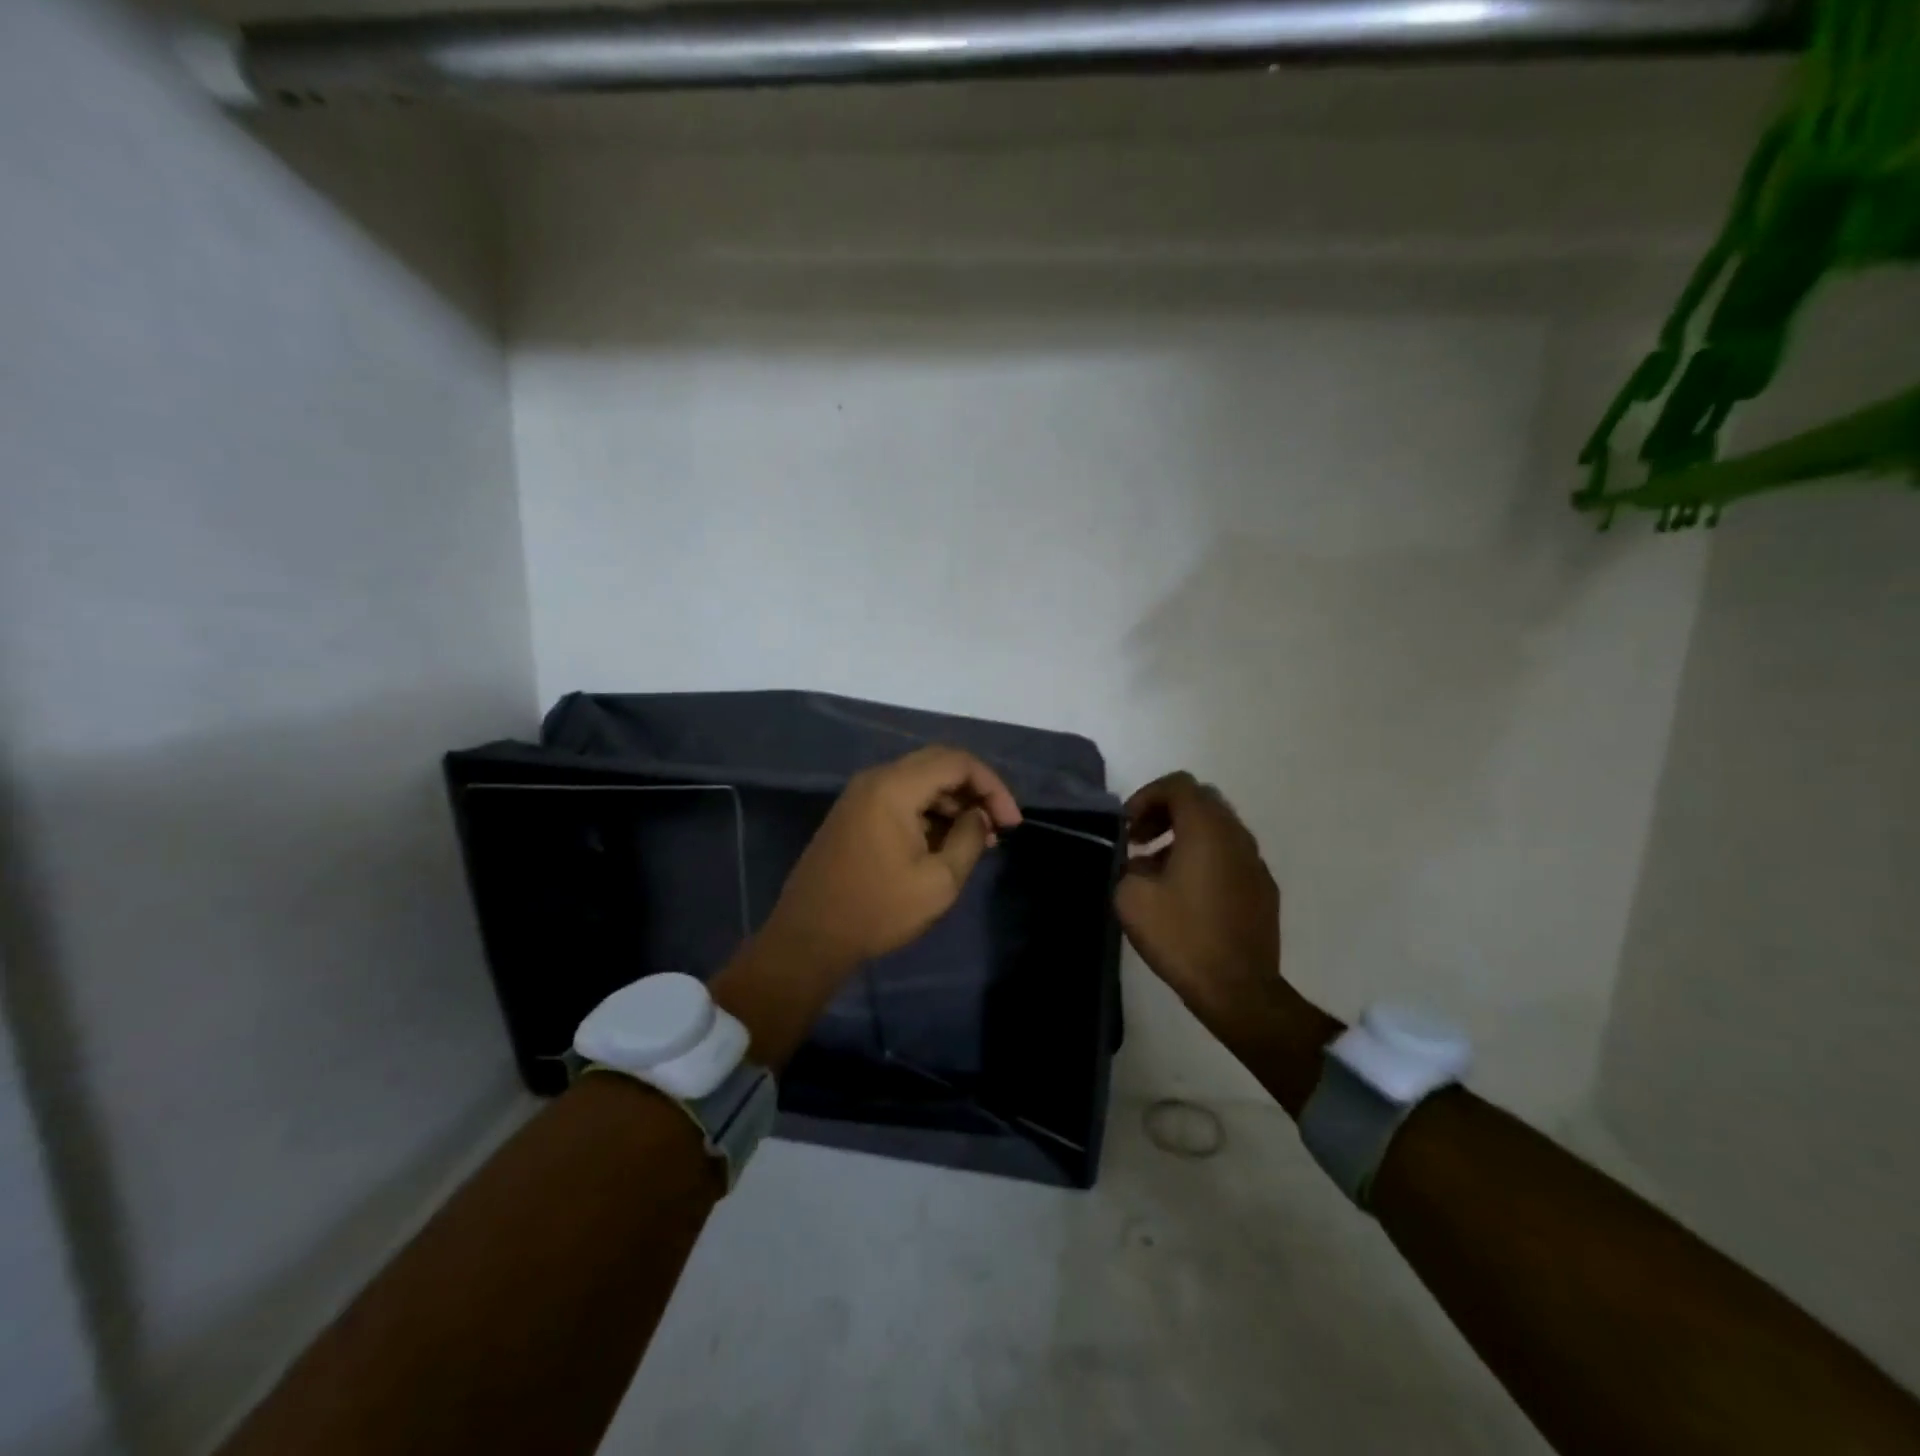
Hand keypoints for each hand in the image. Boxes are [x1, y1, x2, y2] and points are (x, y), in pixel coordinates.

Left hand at [763, 745, 1022, 969]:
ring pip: (919, 781)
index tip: (1011, 823)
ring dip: (952, 803)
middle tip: (999, 825)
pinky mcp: (854, 814)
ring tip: (979, 838)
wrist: (809, 937)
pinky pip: (900, 797)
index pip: (957, 762)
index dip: (992, 786)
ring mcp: (860, 795)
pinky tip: (946, 842)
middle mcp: (875, 779)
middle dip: (974, 791)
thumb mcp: (939, 881)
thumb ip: (969, 839)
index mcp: (894, 787)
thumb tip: (980, 816)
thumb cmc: (878, 909)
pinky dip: (928, 812)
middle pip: (938, 764)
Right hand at [1115, 772, 1286, 1032]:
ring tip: (1156, 869)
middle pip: (1200, 800)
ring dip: (1184, 836)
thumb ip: (1127, 865)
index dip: (1146, 796)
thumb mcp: (1132, 897)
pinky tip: (1186, 893)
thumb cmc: (1182, 936)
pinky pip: (1230, 855)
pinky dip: (1205, 857)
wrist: (1237, 989)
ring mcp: (1255, 862)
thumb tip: (1136, 861)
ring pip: (1217, 828)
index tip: (1127, 827)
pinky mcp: (1263, 888)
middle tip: (1138, 841)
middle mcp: (1236, 835)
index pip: (1178, 784)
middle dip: (1165, 812)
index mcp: (1206, 829)